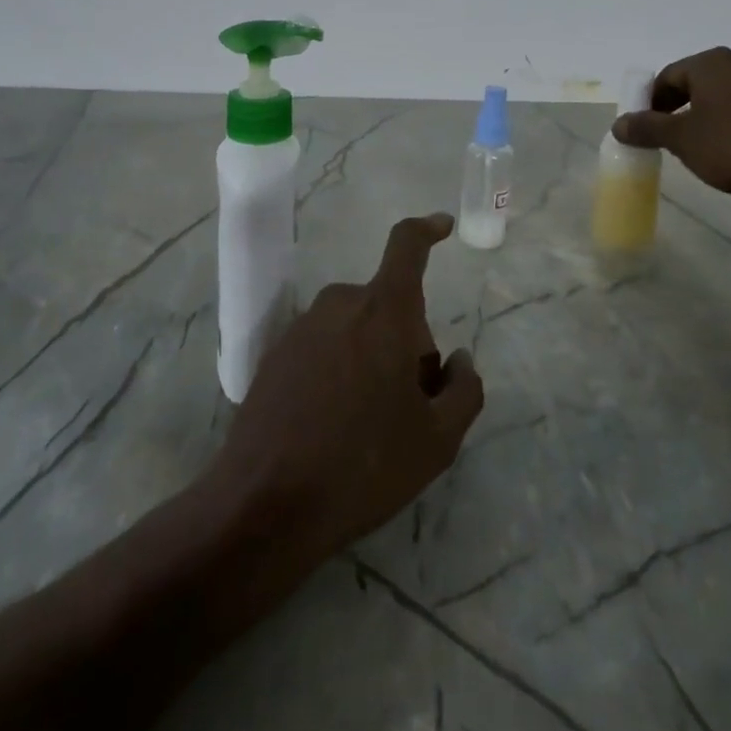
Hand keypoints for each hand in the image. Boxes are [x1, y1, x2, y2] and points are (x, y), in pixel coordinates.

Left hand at [213, 213, 483, 564]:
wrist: (266, 504)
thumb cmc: (364, 466)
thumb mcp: (437, 440)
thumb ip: (464, 390)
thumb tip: (459, 361)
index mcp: (384, 311)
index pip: (407, 246)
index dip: (428, 229)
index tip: (443, 226)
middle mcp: (340, 304)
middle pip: (389, 305)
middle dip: (408, 341)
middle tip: (412, 404)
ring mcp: (302, 327)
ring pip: (356, 327)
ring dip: (373, 356)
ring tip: (371, 423)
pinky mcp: (275, 354)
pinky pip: (325, 345)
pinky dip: (340, 368)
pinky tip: (334, 425)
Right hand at [612, 46, 730, 226]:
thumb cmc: (729, 147)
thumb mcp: (678, 138)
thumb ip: (645, 127)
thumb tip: (618, 124)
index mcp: (713, 63)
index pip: (668, 76)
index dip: (648, 101)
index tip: (637, 126)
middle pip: (691, 85)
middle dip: (670, 109)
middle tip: (656, 136)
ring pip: (713, 101)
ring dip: (693, 120)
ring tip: (681, 148)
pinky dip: (717, 128)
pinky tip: (712, 154)